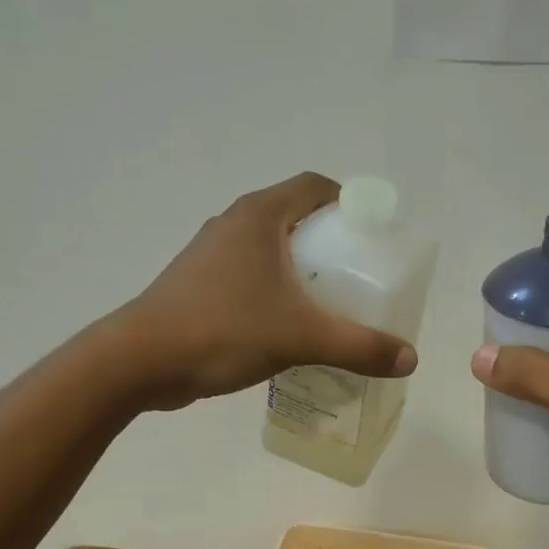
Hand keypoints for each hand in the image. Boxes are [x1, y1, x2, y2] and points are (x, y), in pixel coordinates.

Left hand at [113, 172, 417, 410]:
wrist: (139, 361)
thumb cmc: (222, 331)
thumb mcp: (300, 338)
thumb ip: (358, 346)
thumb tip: (410, 359)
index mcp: (259, 215)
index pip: (316, 187)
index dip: (350, 203)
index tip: (373, 236)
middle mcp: (234, 224)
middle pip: (295, 217)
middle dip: (331, 242)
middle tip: (359, 276)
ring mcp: (211, 254)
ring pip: (270, 249)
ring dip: (301, 268)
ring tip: (330, 303)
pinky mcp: (198, 284)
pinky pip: (250, 275)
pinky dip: (275, 289)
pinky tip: (288, 325)